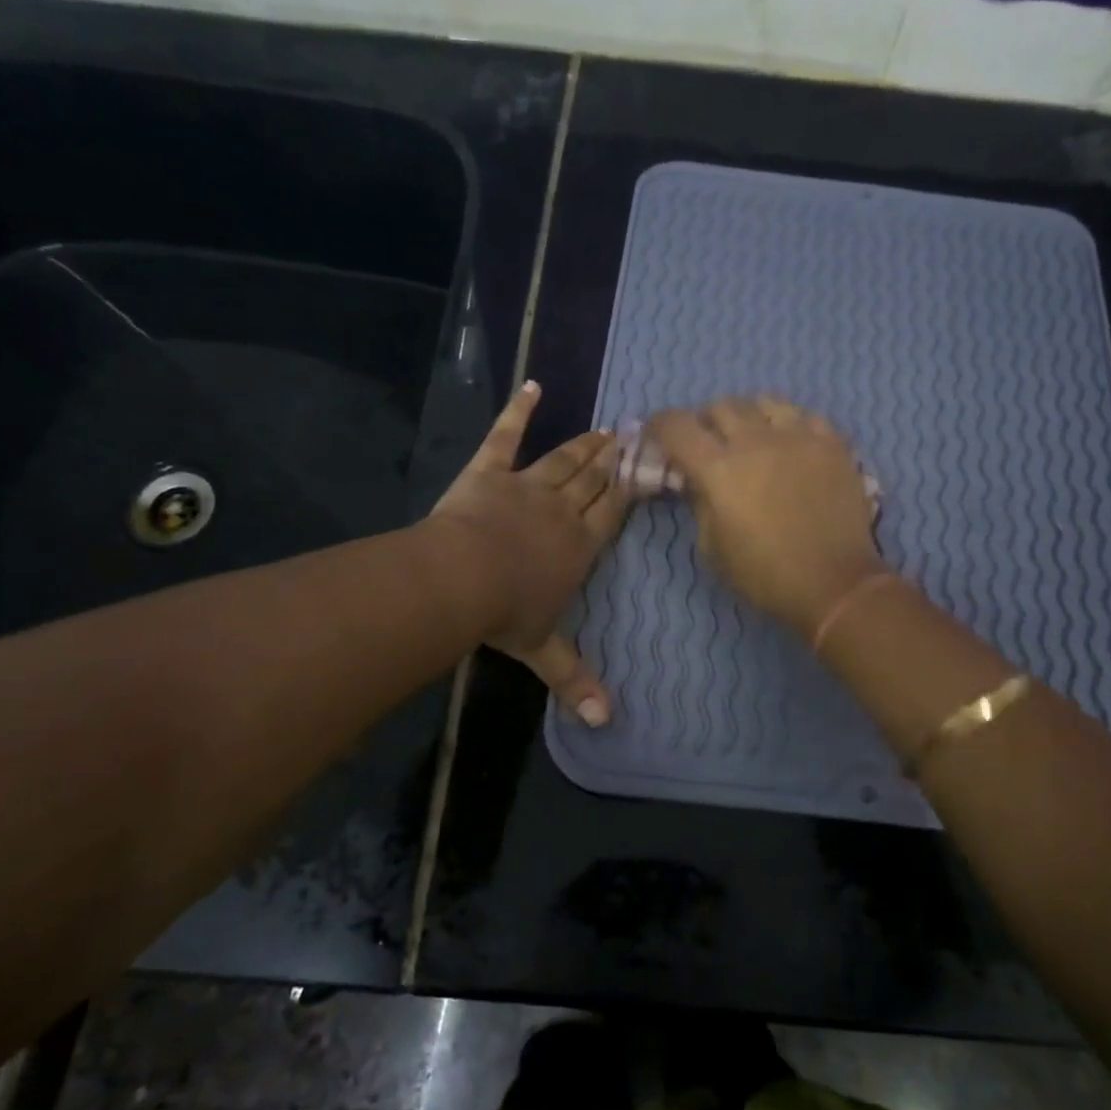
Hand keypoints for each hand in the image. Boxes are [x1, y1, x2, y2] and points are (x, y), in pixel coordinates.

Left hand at [431, 382, 630, 723]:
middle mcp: (562, 510)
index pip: (615, 511)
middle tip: (634, 435)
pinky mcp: (489, 472)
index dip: (633, 487)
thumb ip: (576, 682)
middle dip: (616, 459)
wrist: (460, 579)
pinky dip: (517, 411)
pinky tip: (531, 386)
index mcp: (580, 545)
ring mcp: (527, 485)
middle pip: (596, 480)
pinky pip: (505, 437)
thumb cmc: (506, 613)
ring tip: (606, 426)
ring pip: (564, 459)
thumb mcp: (544, 651)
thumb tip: (606, 724)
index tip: (650, 466)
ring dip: (585, 443)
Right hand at [649, 397, 887, 636]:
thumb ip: (700, 504)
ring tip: (753, 437)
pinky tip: (792, 445)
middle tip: (710, 442)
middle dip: (707, 421)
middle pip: (720, 406)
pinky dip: (790, 425)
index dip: (661, 425)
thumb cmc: (764, 575)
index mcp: (718, 469)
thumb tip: (698, 481)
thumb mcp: (712, 548)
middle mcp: (754, 441)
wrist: (834, 584)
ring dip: (749, 416)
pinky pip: (804, 416)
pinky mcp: (832, 443)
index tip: (659, 435)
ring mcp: (797, 436)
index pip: (677, 426)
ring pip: (764, 402)